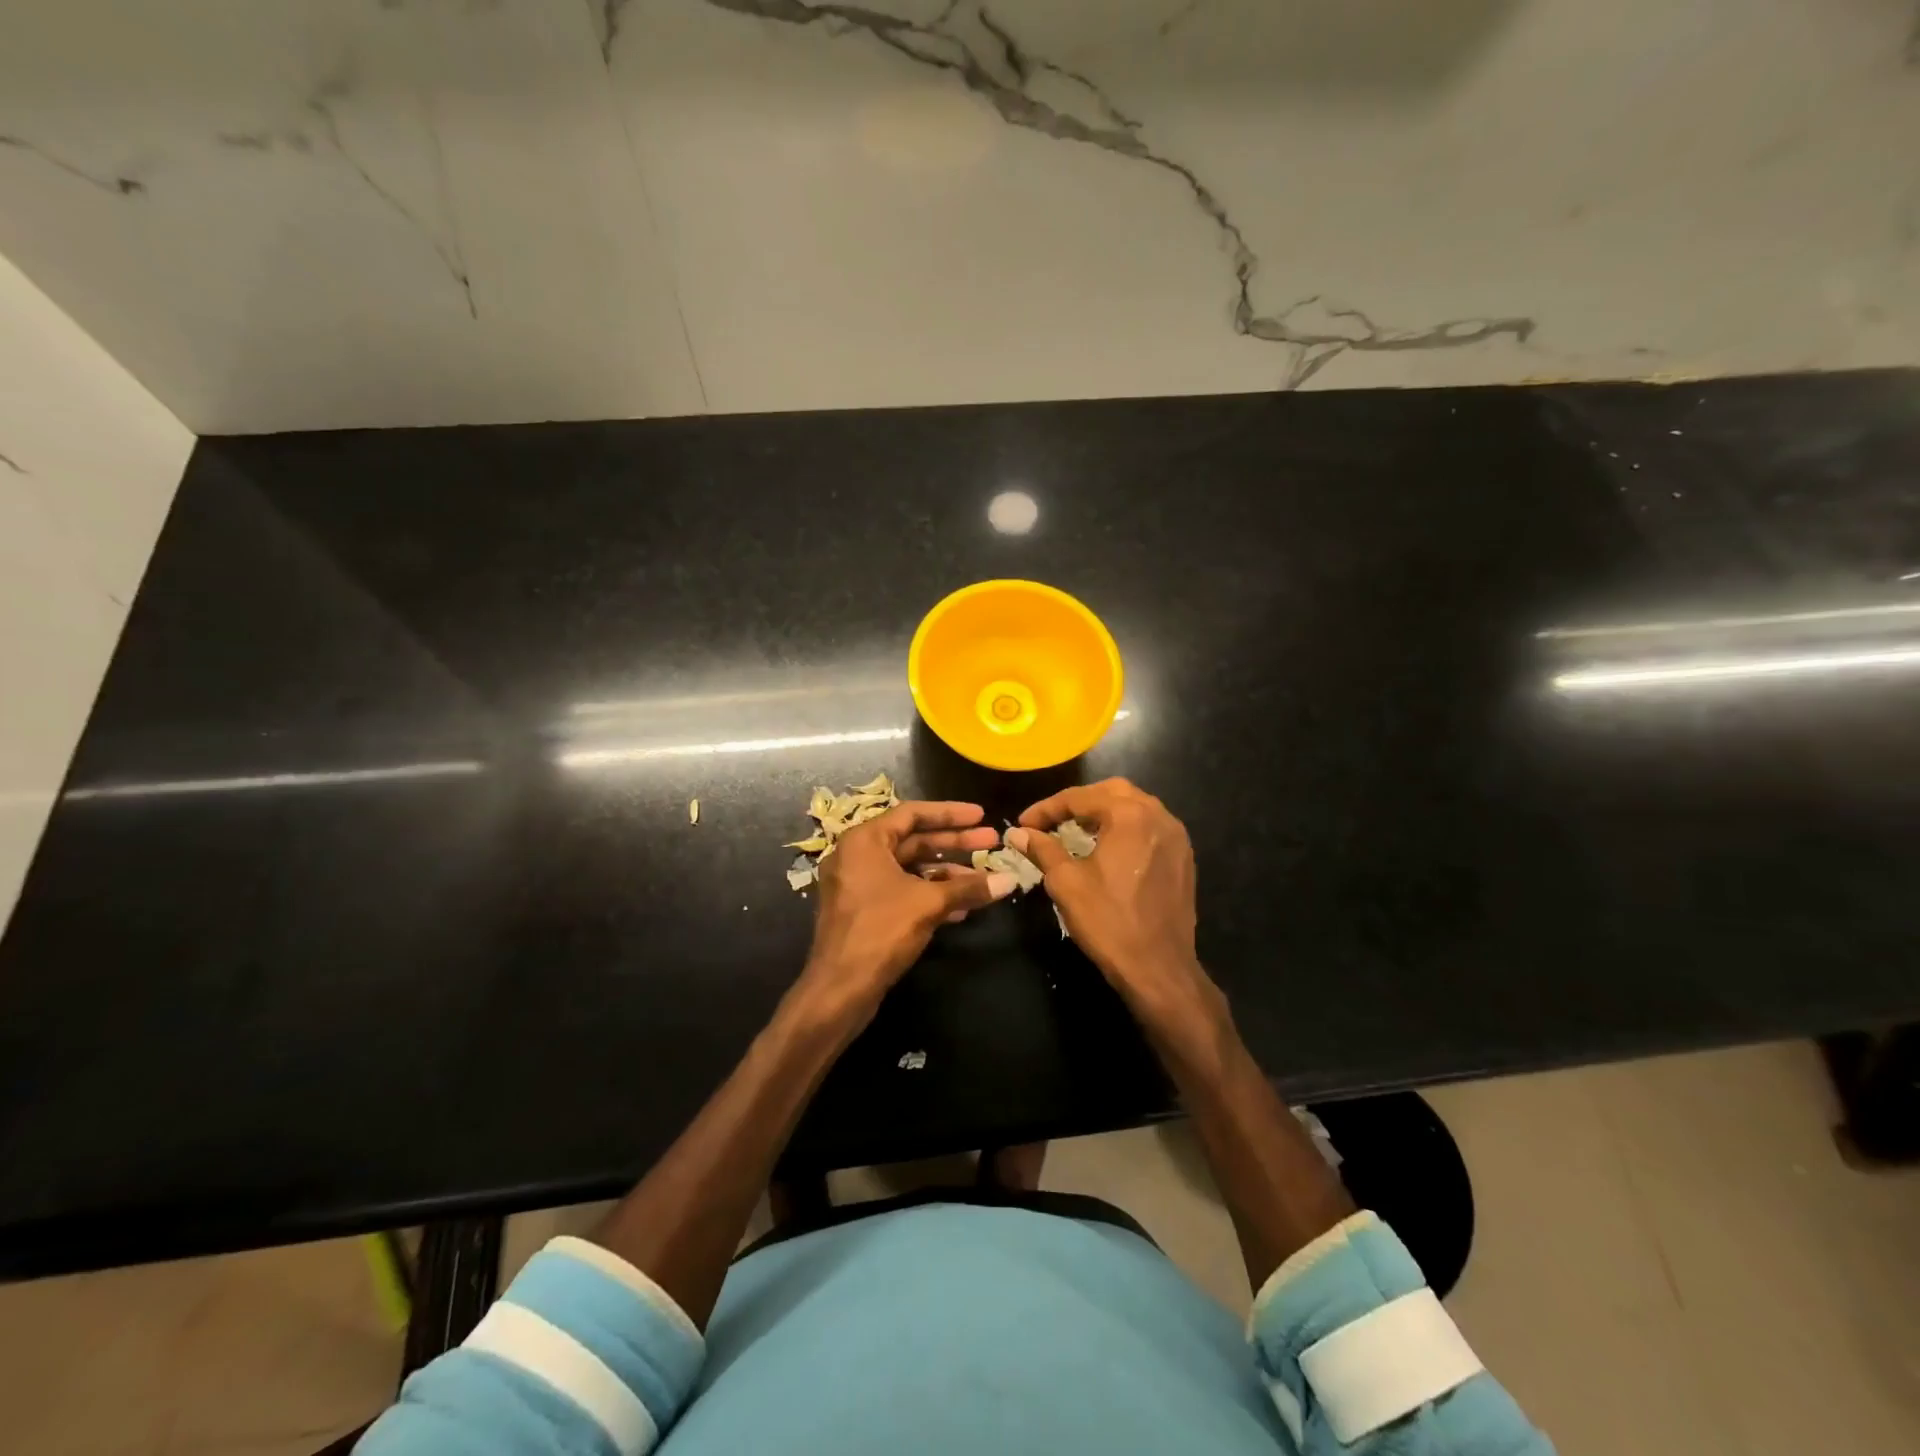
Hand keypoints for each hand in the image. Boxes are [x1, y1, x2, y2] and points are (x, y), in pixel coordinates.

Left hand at [800, 800, 1015, 1020]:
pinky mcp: (864, 911)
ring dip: (946, 873)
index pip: (912, 813)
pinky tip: (962, 907)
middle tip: (992, 843)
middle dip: (954, 843)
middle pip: (913, 840)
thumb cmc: (880, 931)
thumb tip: (1010, 880)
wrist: (839, 989)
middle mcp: (857, 856)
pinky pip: (902, 891)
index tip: (981, 815)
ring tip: (983, 879)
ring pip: (909, 869)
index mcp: (864, 841)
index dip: (950, 813)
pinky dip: (930, 894)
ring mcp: (858, 885)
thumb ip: (968, 887)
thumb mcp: (928, 904)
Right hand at [1011, 779, 1222, 1031]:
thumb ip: (1042, 849)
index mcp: (1129, 815)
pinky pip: (1150, 827)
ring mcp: (1176, 836)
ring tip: (1076, 830)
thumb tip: (1018, 833)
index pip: (1079, 798)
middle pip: (1112, 791)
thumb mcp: (1066, 882)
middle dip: (1078, 802)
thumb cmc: (1108, 922)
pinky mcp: (1183, 857)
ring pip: (1135, 806)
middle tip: (1052, 820)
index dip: (1046, 809)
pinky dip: (1126, 827)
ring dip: (1104, 812)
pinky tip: (1108, 848)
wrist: (1159, 968)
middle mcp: (1158, 815)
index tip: (1023, 824)